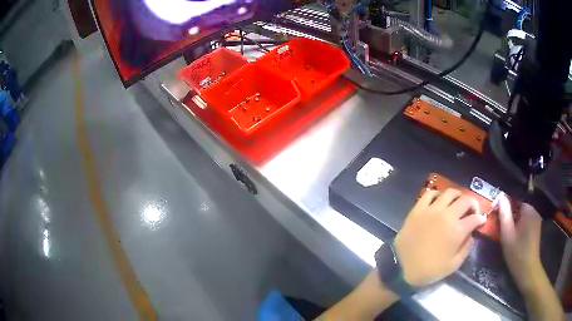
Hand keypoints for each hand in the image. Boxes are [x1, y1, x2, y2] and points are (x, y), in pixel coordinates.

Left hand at [394, 189, 486, 286]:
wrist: (401, 268)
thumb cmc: (429, 270)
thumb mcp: (453, 265)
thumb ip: (466, 248)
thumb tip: (472, 234)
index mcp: (457, 230)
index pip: (474, 218)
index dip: (481, 219)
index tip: (481, 220)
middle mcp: (447, 215)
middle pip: (465, 200)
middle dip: (473, 203)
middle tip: (472, 210)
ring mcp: (432, 210)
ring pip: (449, 193)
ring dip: (458, 196)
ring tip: (458, 203)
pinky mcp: (418, 209)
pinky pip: (429, 193)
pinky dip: (437, 194)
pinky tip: (440, 201)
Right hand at [498, 194, 542, 293]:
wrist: (527, 270)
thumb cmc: (517, 252)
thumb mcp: (507, 234)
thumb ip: (504, 213)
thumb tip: (500, 196)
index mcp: (528, 209)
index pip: (515, 199)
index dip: (504, 205)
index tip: (496, 215)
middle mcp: (534, 211)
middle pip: (519, 207)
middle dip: (509, 214)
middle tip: (500, 226)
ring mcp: (536, 220)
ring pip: (522, 215)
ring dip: (514, 221)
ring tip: (506, 232)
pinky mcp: (536, 228)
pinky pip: (526, 222)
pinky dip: (520, 226)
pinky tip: (515, 237)